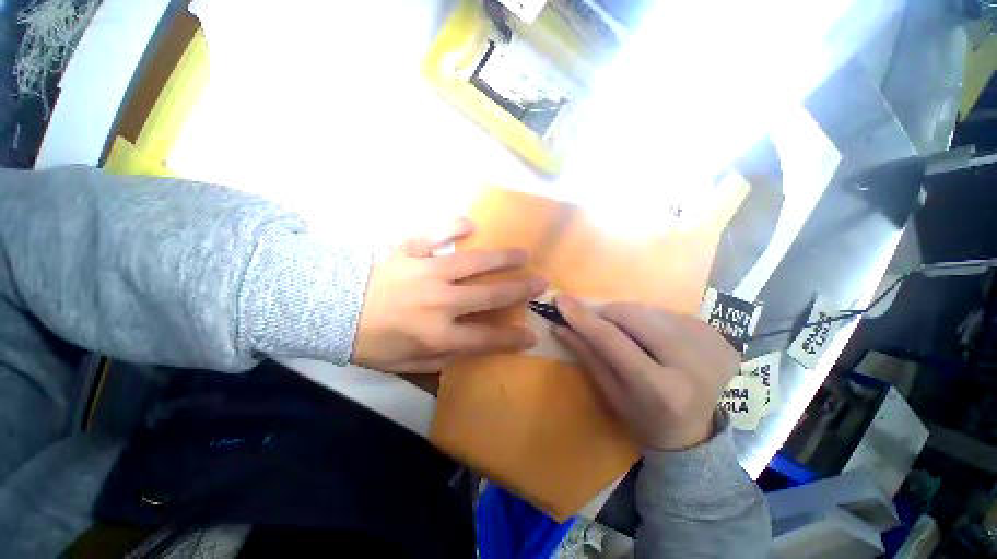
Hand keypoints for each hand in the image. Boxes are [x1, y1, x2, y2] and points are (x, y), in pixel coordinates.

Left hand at [352, 218, 546, 373]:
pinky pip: (435, 234)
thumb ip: (446, 357)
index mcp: (437, 335)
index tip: (533, 334)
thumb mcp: (409, 364)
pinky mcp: (408, 252)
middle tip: (541, 281)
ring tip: (522, 254)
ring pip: (472, 263)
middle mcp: (438, 302)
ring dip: (501, 258)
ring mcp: (425, 272)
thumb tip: (476, 345)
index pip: (486, 339)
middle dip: (520, 290)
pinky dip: (453, 227)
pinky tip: (470, 225)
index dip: (512, 338)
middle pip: (489, 296)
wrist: (330, 311)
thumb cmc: (372, 343)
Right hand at [552, 296, 738, 450]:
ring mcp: (711, 347)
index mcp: (660, 389)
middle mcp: (691, 365)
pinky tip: (655, 339)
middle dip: (609, 313)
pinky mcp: (720, 337)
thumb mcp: (611, 393)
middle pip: (636, 316)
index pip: (612, 340)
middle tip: (599, 322)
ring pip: (652, 309)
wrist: (696, 433)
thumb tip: (560, 326)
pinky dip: (652, 319)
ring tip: (629, 334)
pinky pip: (671, 313)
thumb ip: (588, 356)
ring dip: (630, 315)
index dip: (584, 318)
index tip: (561, 301)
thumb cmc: (645, 418)